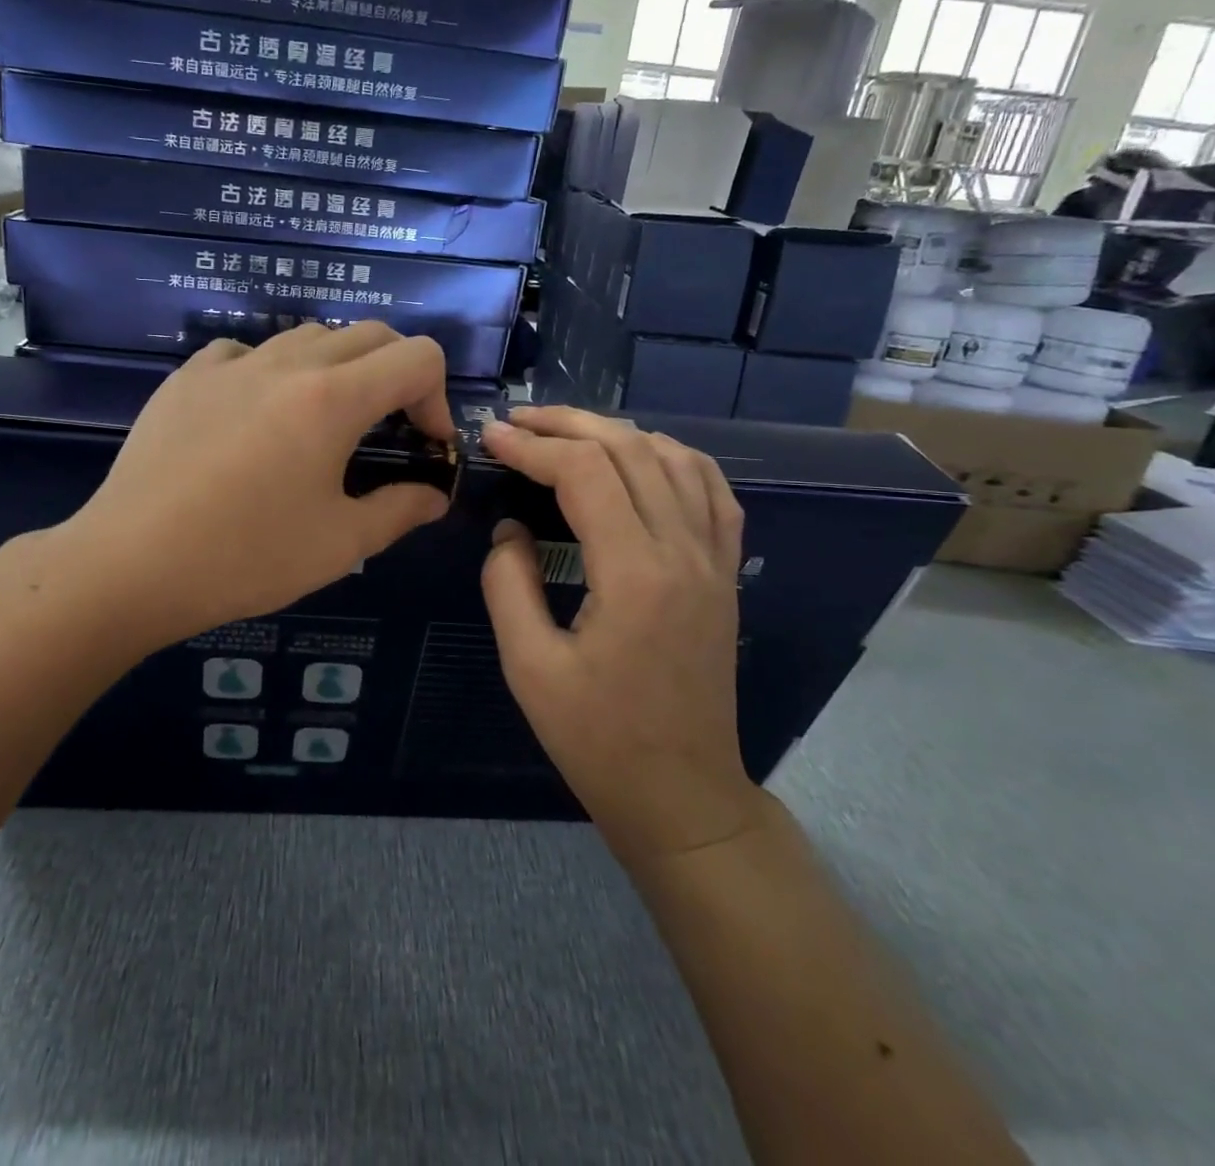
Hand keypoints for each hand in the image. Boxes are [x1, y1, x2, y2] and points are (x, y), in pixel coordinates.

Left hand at [39, 323, 454, 652]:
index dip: (437, 397)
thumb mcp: (339, 544)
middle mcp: (286, 363)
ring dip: (338, 368)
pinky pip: (248, 351)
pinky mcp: (188, 376)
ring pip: (309, 336)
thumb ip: (400, 510)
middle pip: (370, 335)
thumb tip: (433, 496)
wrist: (131, 564)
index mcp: (332, 398)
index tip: (422, 445)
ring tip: (323, 423)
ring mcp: (230, 364)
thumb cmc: (245, 557)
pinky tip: (256, 417)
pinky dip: (273, 372)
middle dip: (397, 375)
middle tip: (386, 430)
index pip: (418, 357)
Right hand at [478, 407, 767, 862]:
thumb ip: (508, 585)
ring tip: (566, 433)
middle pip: (631, 450)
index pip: (585, 474)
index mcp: (636, 575)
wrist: (681, 793)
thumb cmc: (598, 739)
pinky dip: (673, 456)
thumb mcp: (529, 668)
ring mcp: (714, 560)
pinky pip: (712, 490)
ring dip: (617, 432)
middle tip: (517, 422)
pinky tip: (642, 455)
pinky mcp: (724, 572)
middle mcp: (684, 552)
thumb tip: (510, 530)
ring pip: (675, 458)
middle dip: (568, 425)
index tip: (491, 438)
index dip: (532, 447)